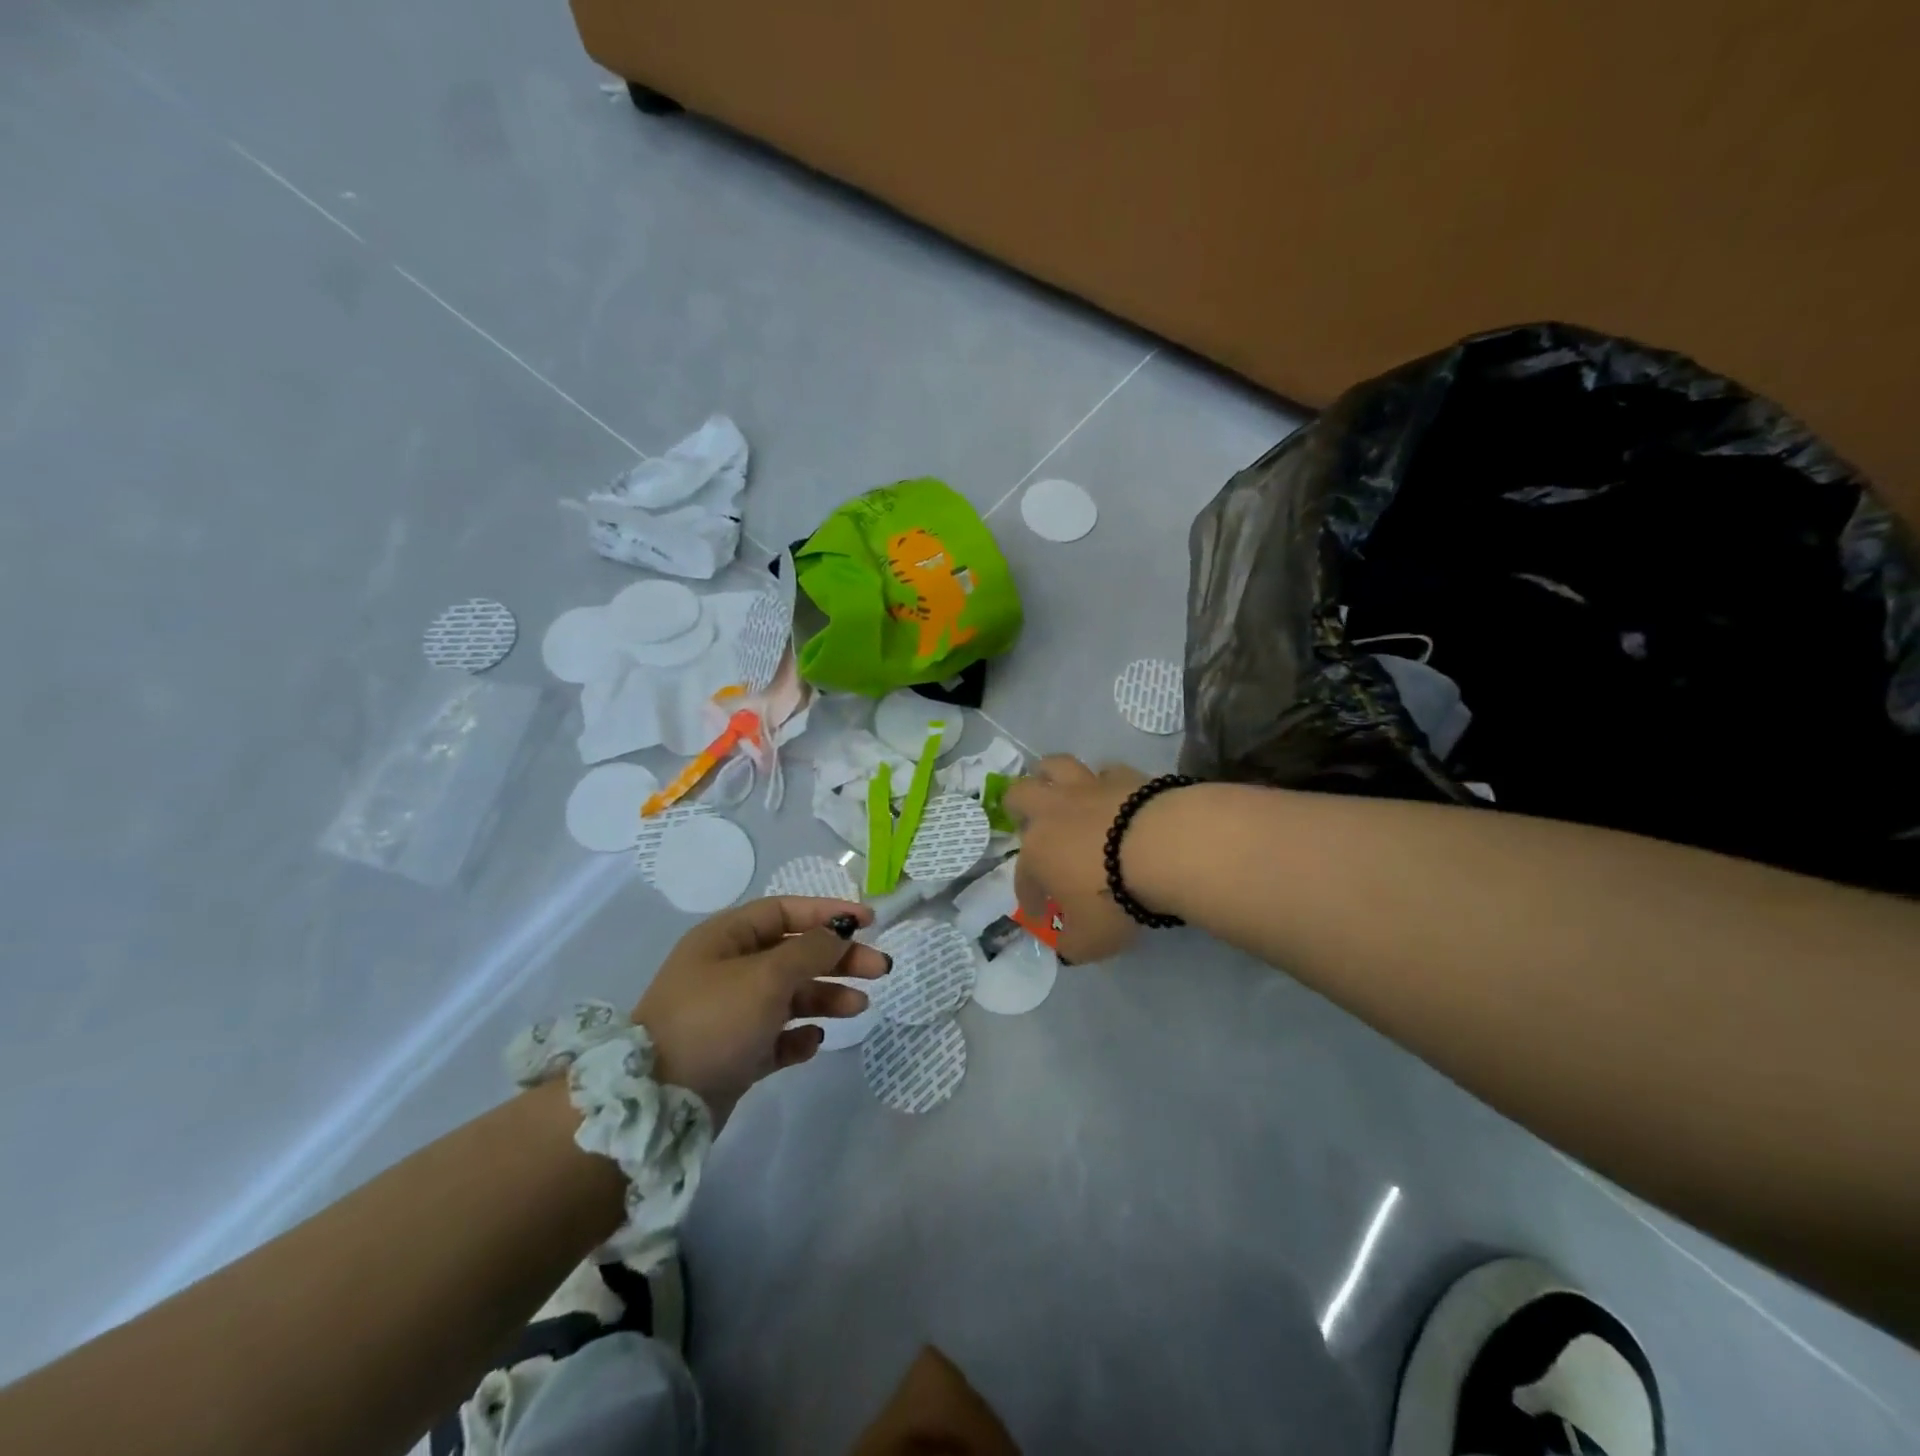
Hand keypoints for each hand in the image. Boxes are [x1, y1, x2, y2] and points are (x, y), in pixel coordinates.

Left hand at [634, 896, 887, 1125]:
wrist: (658, 1103)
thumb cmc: (714, 1020)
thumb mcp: (767, 976)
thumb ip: (811, 951)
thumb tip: (839, 933)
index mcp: (726, 938)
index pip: (785, 912)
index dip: (828, 913)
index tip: (869, 922)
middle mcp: (728, 970)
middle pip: (795, 954)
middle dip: (838, 960)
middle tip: (880, 970)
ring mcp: (731, 1013)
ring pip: (790, 996)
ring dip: (825, 997)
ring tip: (858, 1007)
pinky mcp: (734, 1053)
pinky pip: (776, 1037)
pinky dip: (797, 1036)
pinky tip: (812, 1041)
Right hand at [1003, 757, 1149, 962]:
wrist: (1163, 847)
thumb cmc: (1115, 898)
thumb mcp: (1090, 940)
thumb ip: (1072, 944)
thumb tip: (1066, 944)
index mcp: (1037, 853)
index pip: (1024, 877)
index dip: (1029, 897)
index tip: (1040, 914)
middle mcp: (1053, 813)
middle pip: (1020, 795)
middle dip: (1017, 807)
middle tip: (1026, 820)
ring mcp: (1087, 789)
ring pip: (1055, 767)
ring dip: (1050, 775)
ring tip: (1057, 787)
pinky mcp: (1124, 775)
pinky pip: (1105, 771)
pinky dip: (1104, 781)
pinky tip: (1113, 793)